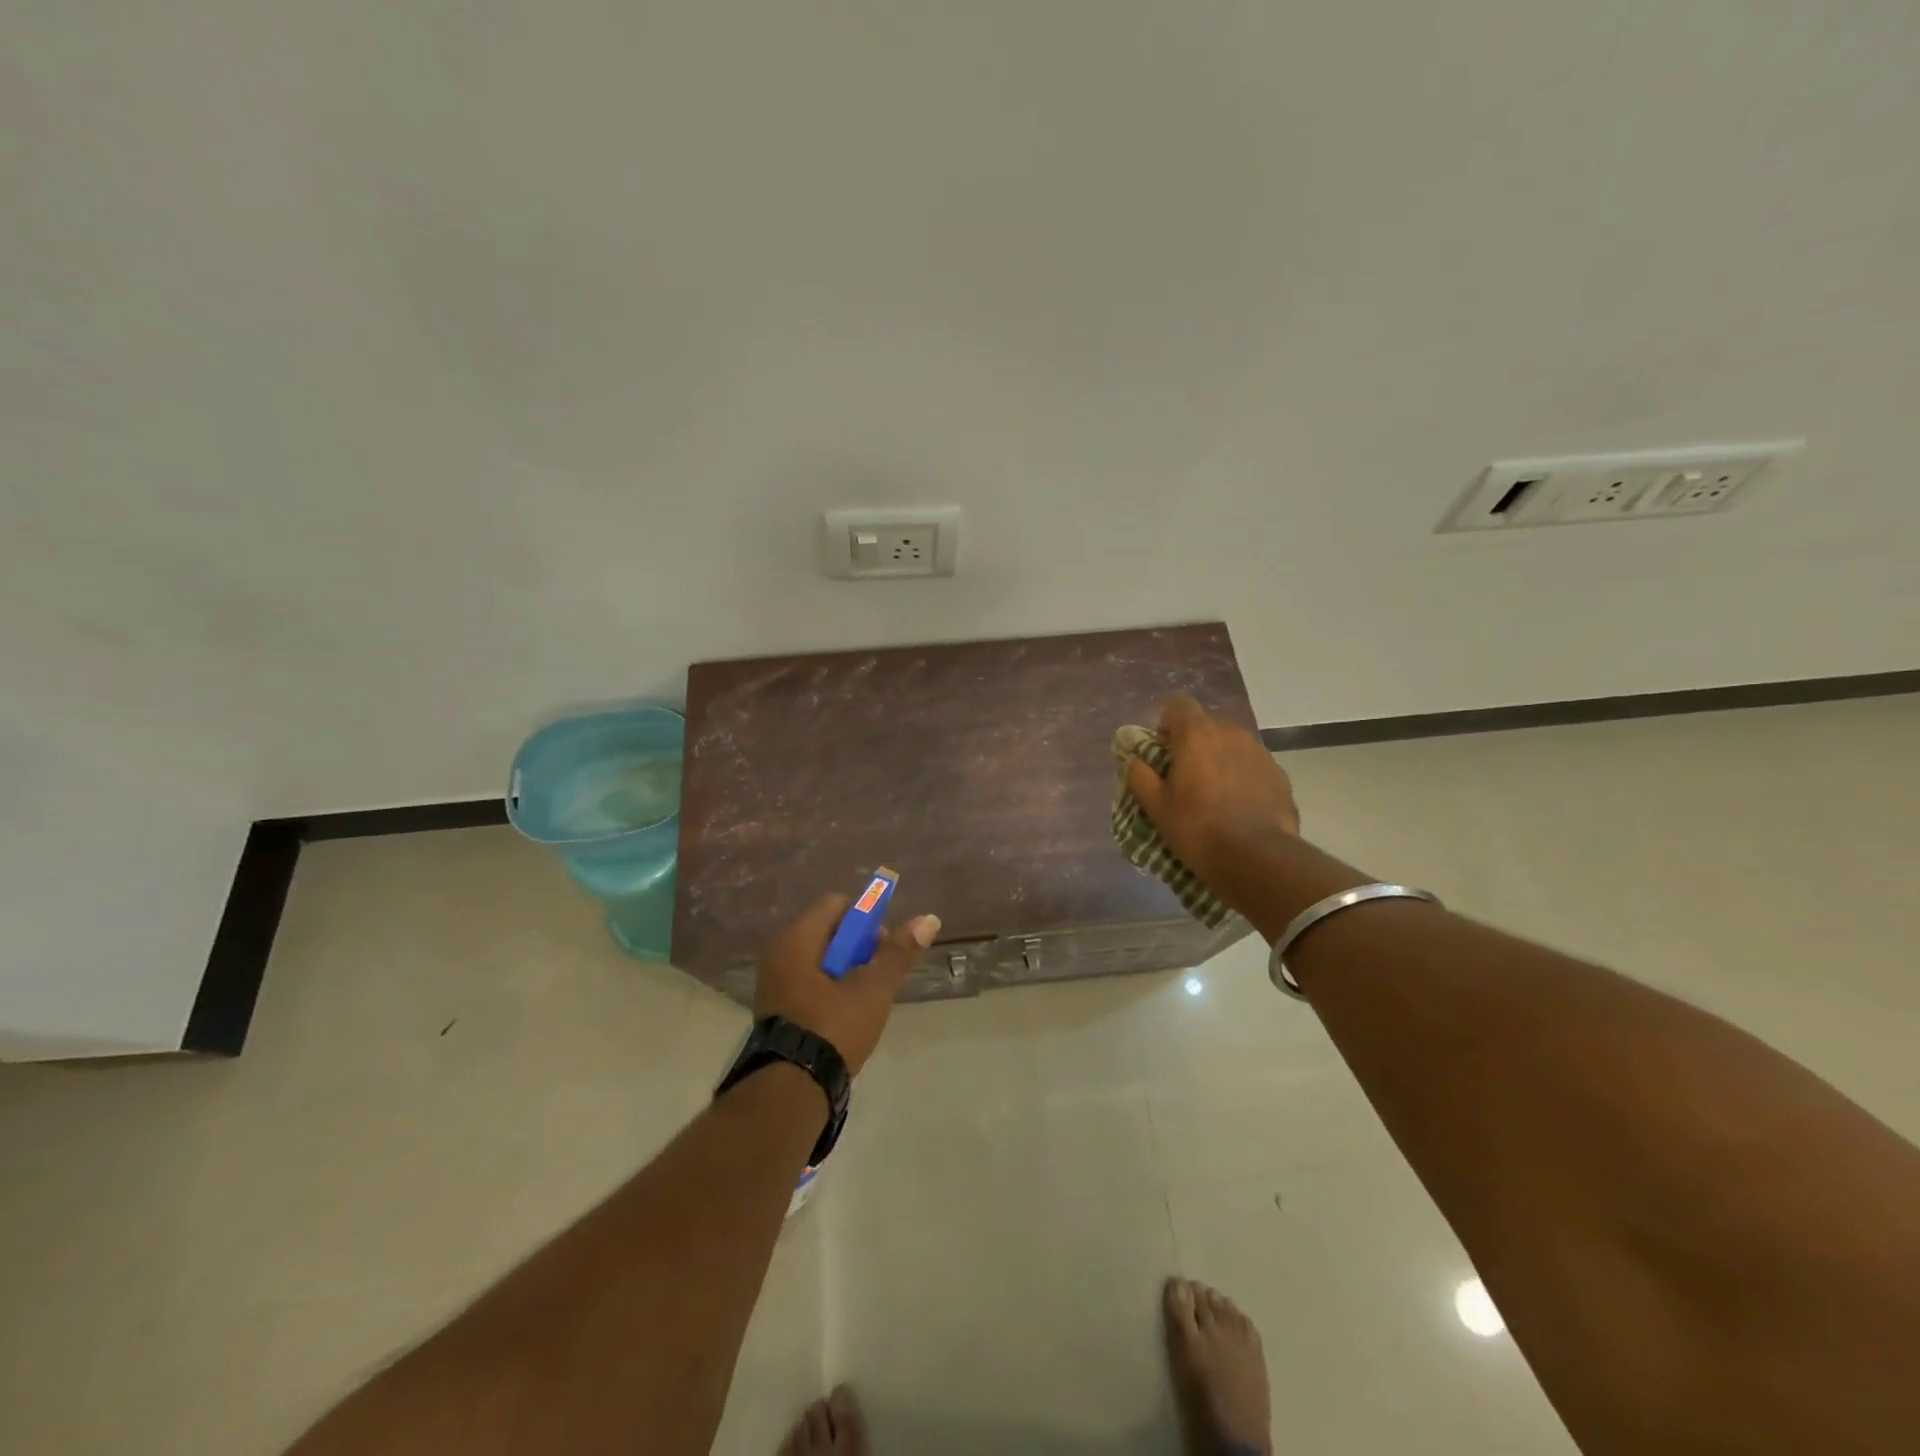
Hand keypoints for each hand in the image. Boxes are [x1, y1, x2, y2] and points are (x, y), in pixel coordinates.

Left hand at [754, 894, 940, 1073]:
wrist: (791, 1091)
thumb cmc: (832, 1029)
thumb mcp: (872, 990)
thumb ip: (898, 953)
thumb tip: (928, 919)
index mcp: (796, 940)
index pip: (836, 905)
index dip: (865, 919)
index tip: (883, 947)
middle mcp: (778, 953)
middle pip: (828, 931)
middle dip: (858, 947)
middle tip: (877, 977)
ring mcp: (773, 981)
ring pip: (819, 958)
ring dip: (845, 970)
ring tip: (864, 1000)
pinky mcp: (775, 1007)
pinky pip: (807, 980)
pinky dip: (828, 988)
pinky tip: (844, 1015)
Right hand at [1124, 694, 1301, 915]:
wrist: (1257, 858)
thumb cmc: (1197, 828)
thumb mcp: (1156, 806)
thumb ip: (1140, 775)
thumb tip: (1134, 759)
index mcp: (1196, 734)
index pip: (1178, 705)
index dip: (1167, 725)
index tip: (1163, 752)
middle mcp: (1231, 733)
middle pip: (1206, 725)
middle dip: (1193, 744)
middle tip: (1184, 777)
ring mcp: (1259, 752)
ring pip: (1231, 745)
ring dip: (1219, 760)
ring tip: (1213, 794)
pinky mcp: (1279, 774)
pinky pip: (1252, 766)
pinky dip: (1242, 777)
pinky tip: (1238, 807)